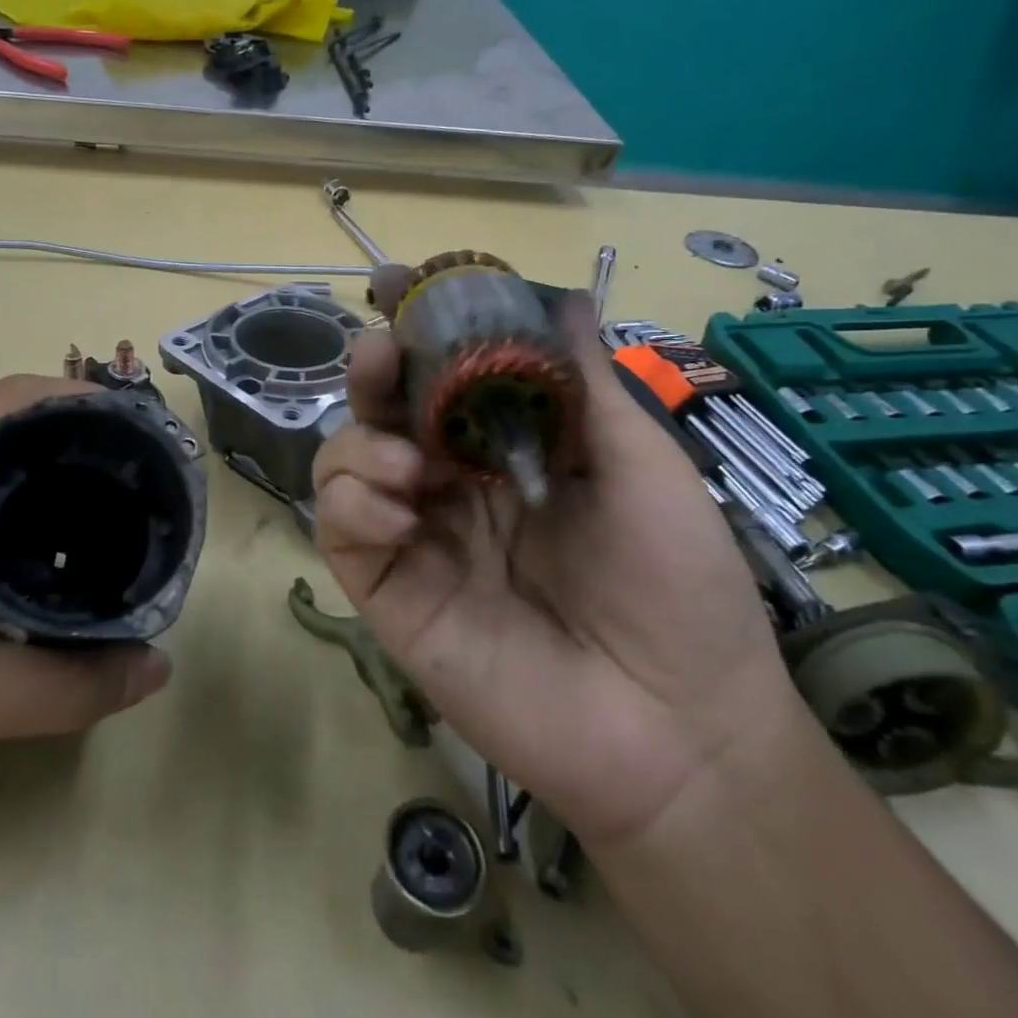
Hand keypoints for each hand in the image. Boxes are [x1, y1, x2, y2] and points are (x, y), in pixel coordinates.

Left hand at [0, 376, 172, 806]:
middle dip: (82, 429)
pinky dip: (24, 483)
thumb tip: (158, 669)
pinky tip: (59, 529)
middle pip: (10, 413)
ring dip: (54, 455)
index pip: (13, 399)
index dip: (87, 401)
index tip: (146, 435)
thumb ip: (64, 688)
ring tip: (118, 494)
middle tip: (144, 472)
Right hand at [311, 305, 803, 848]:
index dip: (416, 336)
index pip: (442, 381)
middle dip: (370, 374)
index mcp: (508, 452)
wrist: (679, 729)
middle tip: (380, 356)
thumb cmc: (675, 583)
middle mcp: (453, 486)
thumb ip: (586, 383)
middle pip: (381, 413)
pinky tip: (402, 514)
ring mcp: (417, 539)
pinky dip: (352, 504)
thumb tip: (564, 296)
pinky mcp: (391, 594)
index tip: (397, 288)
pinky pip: (339, 530)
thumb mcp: (640, 464)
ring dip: (359, 444)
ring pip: (342, 464)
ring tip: (410, 465)